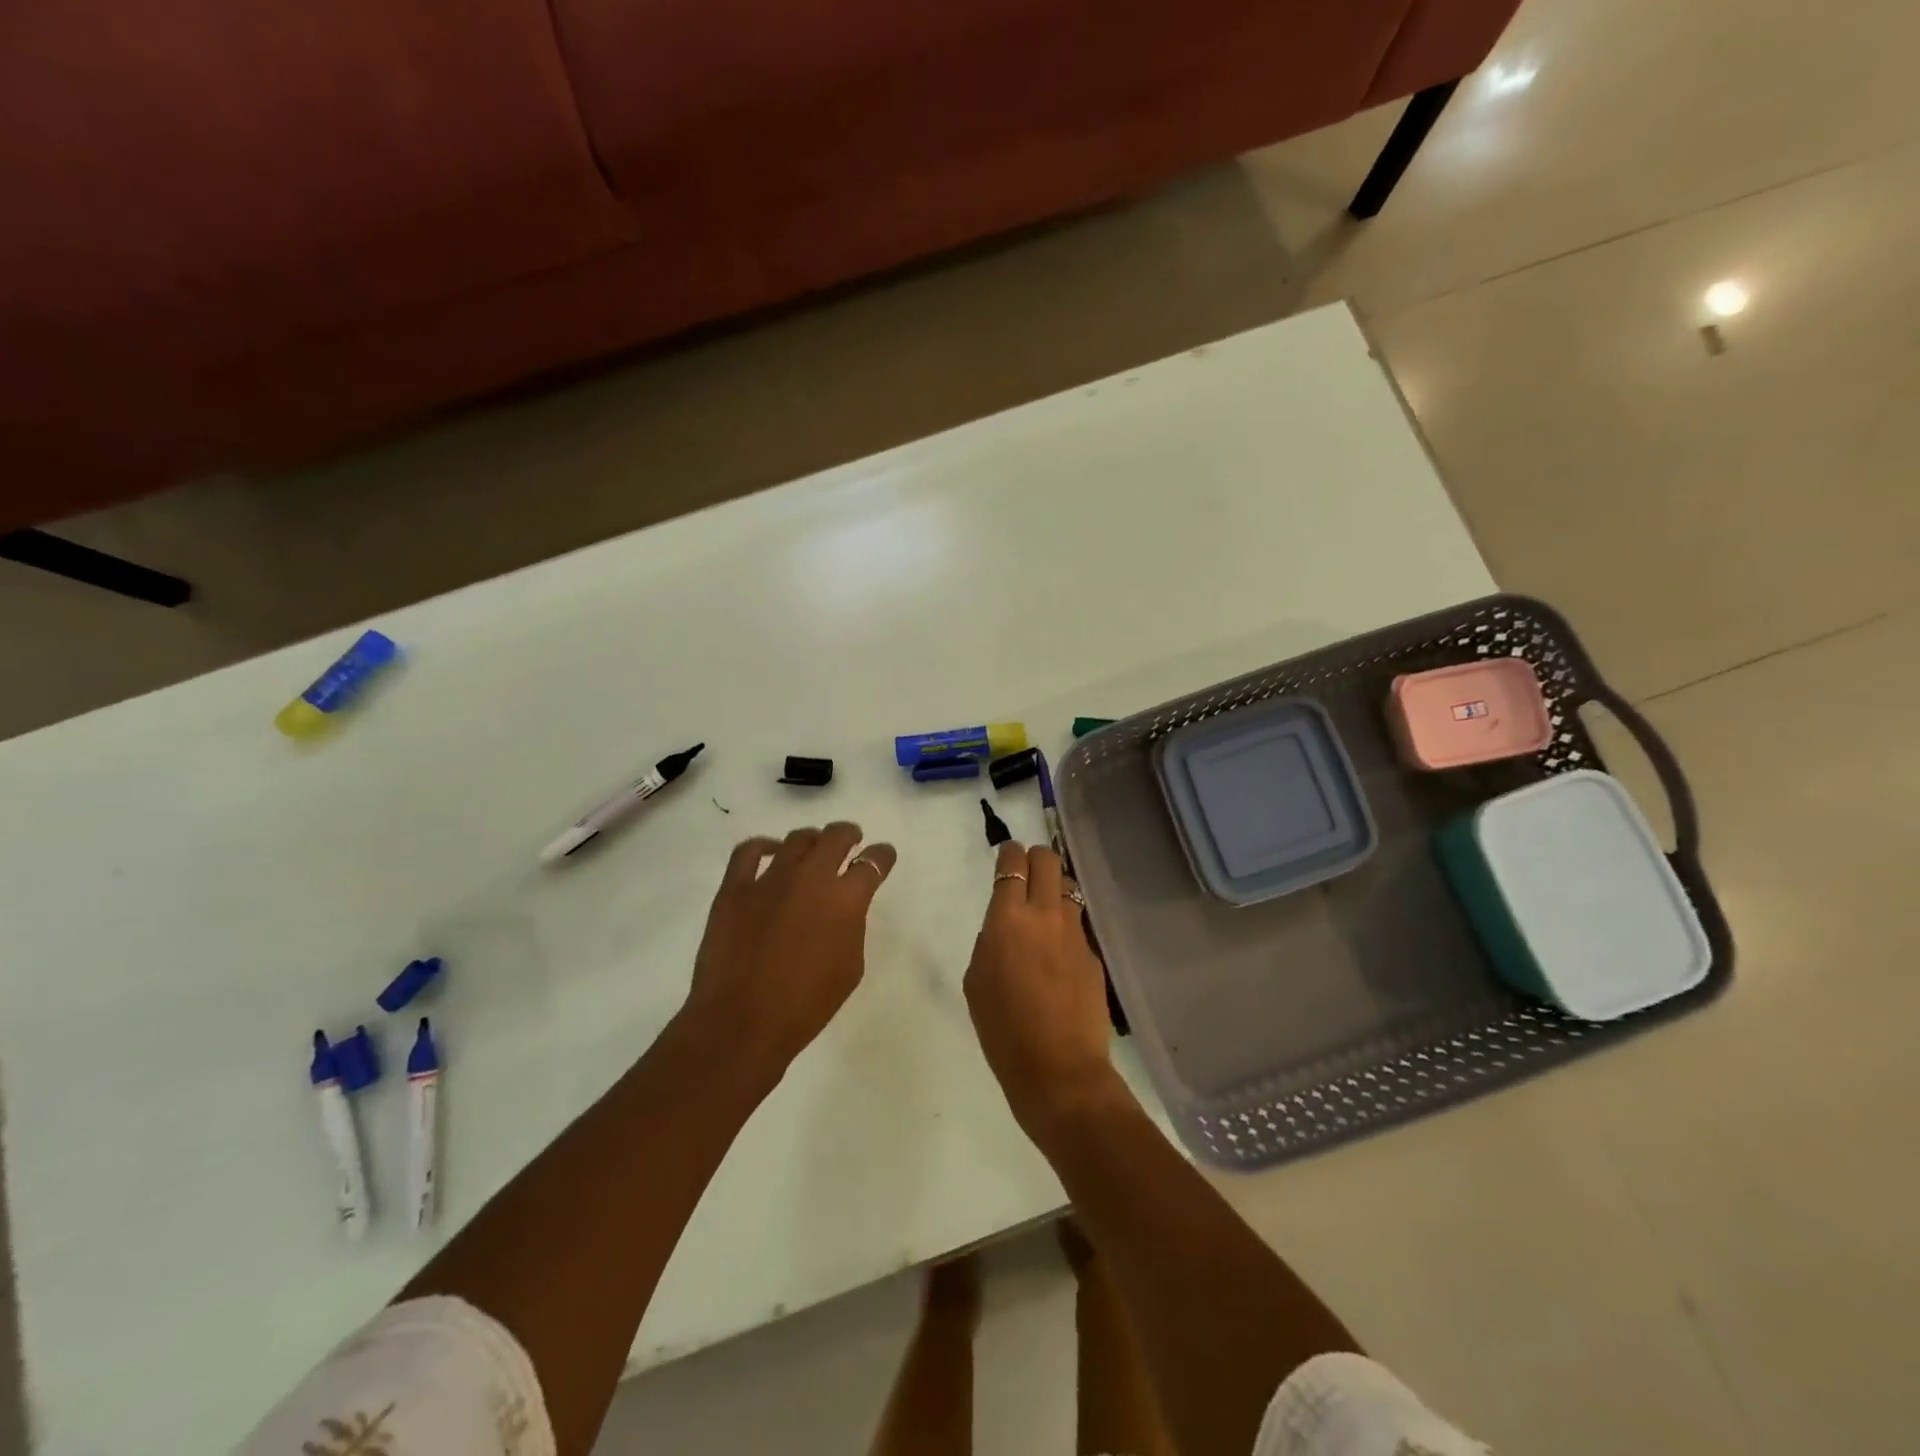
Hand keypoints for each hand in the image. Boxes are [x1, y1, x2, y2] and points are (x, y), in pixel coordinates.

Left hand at [683, 823, 896, 1076]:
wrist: (742, 1022)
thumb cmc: (805, 1005)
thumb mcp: (850, 968)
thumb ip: (851, 928)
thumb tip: (842, 909)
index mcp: (845, 900)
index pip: (873, 863)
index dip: (882, 856)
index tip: (883, 855)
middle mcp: (811, 878)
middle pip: (835, 837)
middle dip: (848, 834)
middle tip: (851, 839)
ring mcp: (770, 879)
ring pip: (797, 839)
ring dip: (812, 841)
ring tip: (813, 848)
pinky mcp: (735, 888)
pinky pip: (749, 851)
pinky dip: (763, 845)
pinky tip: (770, 851)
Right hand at [964, 841, 1118, 1136]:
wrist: (1059, 1071)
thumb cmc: (1004, 1031)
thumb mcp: (976, 983)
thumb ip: (988, 944)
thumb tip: (1003, 931)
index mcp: (1008, 919)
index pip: (1012, 864)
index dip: (1008, 853)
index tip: (1006, 855)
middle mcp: (1045, 915)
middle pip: (1048, 860)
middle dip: (1035, 858)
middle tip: (1026, 871)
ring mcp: (1075, 933)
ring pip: (1068, 888)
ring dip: (1055, 888)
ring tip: (1045, 908)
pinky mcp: (1094, 955)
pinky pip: (1078, 925)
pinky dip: (1066, 925)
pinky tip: (1059, 952)